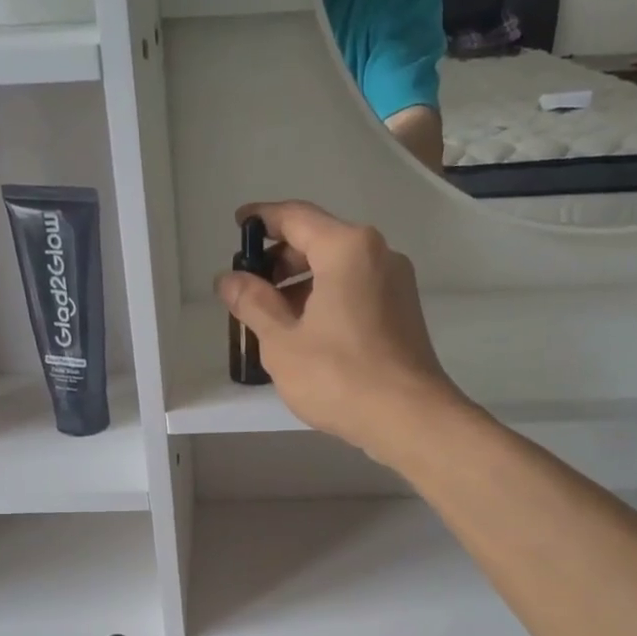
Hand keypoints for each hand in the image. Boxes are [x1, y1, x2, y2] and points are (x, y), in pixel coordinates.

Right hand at [216, 202, 467, 461]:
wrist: (408, 418)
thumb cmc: (338, 376)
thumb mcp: (282, 341)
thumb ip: (252, 303)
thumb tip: (228, 279)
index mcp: (347, 248)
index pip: (295, 217)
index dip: (262, 219)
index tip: (237, 227)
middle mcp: (378, 254)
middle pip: (319, 240)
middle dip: (280, 259)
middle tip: (247, 285)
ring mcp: (396, 283)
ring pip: (338, 268)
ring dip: (301, 283)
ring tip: (270, 316)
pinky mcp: (402, 311)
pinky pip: (356, 290)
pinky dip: (325, 298)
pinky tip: (304, 331)